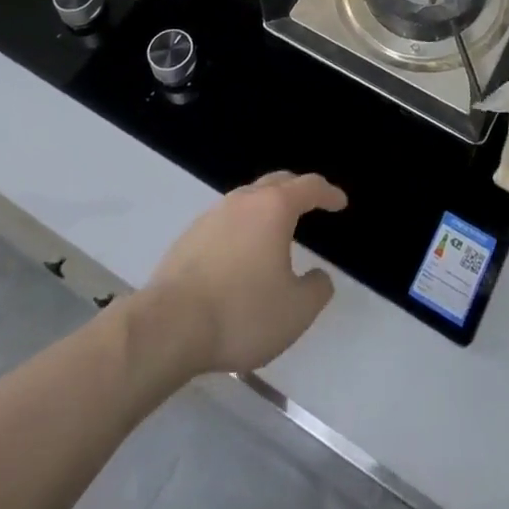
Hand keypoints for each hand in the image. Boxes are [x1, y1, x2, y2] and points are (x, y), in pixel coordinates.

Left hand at [145, 171, 346, 374]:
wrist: (168, 326)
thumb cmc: (241, 313)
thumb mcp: (295, 311)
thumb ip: (316, 290)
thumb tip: (319, 276)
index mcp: (274, 208)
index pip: (309, 187)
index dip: (328, 193)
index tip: (340, 202)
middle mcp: (244, 201)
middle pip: (277, 182)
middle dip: (297, 189)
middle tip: (311, 202)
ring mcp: (212, 215)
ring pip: (248, 199)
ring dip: (266, 208)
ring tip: (275, 230)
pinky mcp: (189, 237)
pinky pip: (226, 221)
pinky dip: (242, 228)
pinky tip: (240, 254)